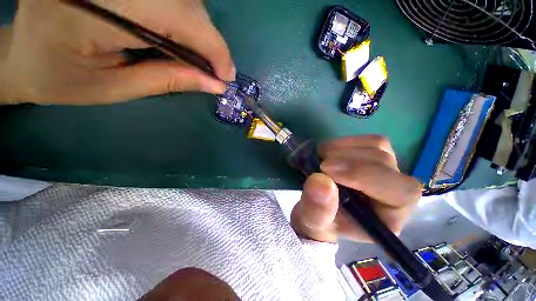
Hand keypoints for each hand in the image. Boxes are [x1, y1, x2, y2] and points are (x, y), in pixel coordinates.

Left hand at [0, 0, 234, 104]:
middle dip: (209, 41)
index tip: (227, 76)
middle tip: (215, 71)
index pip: (178, 17)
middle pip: (184, 2)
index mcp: (91, 8)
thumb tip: (215, 84)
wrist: (24, 53)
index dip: (213, 48)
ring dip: (199, 30)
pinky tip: (181, 37)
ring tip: (198, 58)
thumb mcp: (115, 88)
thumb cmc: (60, 79)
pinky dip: (185, 17)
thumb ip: (168, 81)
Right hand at [291, 135, 421, 242]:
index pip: (400, 192)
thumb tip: (320, 182)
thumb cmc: (320, 220)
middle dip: (347, 161)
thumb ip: (317, 209)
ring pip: (377, 146)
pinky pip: (367, 141)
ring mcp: (387, 169)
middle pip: (385, 162)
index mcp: (389, 217)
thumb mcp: (312, 221)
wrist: (320, 208)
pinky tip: (329, 153)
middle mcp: (396, 191)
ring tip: (321, 159)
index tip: (326, 170)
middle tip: (319, 165)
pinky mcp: (374, 156)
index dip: (364, 175)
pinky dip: (343, 143)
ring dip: (343, 149)